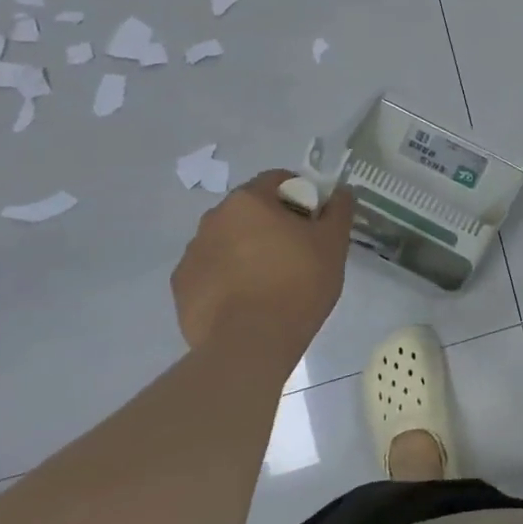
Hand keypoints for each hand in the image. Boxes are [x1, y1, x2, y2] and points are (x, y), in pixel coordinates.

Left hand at [171, 172, 356, 350]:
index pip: (277, 180)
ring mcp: (192, 253)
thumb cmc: (298, 283)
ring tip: (271, 281)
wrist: (250, 343)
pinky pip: (211, 270)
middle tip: (297, 252)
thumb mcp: (333, 243)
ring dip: (247, 249)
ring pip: (228, 240)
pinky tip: (247, 300)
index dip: (301, 195)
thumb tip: (340, 192)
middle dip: (272, 223)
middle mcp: (212, 219)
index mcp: (248, 201)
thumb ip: (339, 210)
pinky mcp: (181, 287)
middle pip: (249, 210)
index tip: (315, 222)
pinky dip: (228, 277)